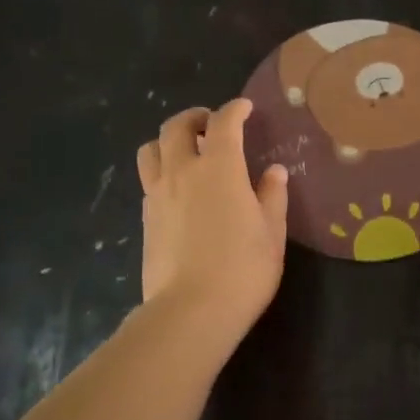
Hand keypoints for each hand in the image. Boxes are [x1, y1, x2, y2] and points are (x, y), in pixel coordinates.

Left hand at [136, 99, 288, 348]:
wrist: (191, 311)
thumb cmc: (243, 269)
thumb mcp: (272, 232)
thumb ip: (271, 196)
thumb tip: (274, 172)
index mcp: (220, 168)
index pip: (223, 123)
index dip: (235, 110)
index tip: (245, 109)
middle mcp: (183, 172)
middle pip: (176, 127)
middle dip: (195, 117)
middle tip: (211, 125)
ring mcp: (158, 195)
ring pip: (151, 149)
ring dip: (168, 141)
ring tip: (187, 153)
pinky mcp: (145, 218)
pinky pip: (149, 180)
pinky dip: (163, 171)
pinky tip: (180, 191)